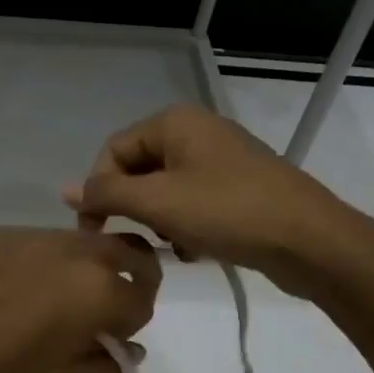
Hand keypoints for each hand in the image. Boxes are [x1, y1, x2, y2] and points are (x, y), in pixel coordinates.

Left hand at [0, 229, 159, 372]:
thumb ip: (111, 367)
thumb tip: (128, 348)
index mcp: (100, 291)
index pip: (143, 301)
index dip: (132, 325)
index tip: (111, 341)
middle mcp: (79, 252)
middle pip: (132, 251)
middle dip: (134, 279)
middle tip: (110, 308)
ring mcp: (40, 236)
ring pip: (90, 242)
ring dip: (94, 267)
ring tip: (64, 299)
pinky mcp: (8, 235)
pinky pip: (50, 242)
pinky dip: (55, 261)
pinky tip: (26, 289)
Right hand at [61, 104, 362, 293]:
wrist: (309, 240)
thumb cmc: (227, 212)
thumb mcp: (157, 203)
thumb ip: (106, 195)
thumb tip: (64, 189)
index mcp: (174, 122)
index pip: (112, 152)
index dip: (98, 191)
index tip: (95, 233)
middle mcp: (195, 132)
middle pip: (138, 170)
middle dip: (134, 208)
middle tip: (141, 239)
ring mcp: (220, 159)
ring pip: (165, 191)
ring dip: (159, 221)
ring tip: (173, 246)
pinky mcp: (238, 187)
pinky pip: (192, 203)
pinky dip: (185, 226)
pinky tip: (195, 250)